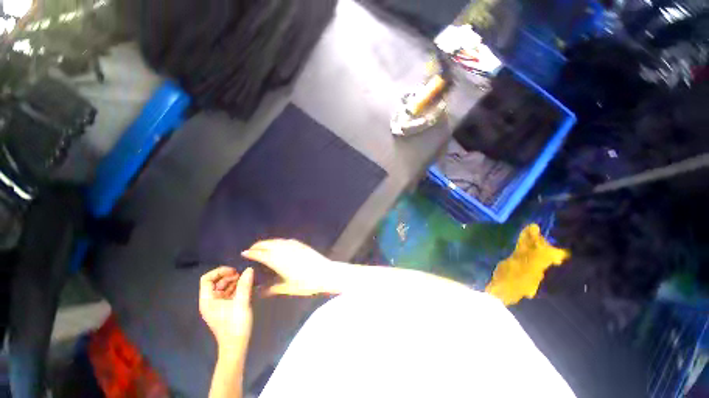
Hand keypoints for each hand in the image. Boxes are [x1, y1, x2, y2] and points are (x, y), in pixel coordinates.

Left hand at [199, 267, 253, 349]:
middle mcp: (210, 302)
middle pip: (215, 282)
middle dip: (228, 276)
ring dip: (234, 282)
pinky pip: (229, 294)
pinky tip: (246, 288)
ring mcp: (217, 306)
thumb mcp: (241, 303)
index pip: (206, 279)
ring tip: (246, 281)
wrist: (236, 346)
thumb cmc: (235, 325)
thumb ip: (244, 285)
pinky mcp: (225, 309)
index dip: (219, 272)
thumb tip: (249, 269)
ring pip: (223, 287)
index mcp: (208, 301)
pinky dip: (236, 288)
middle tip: (242, 276)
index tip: (234, 271)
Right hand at [242, 239, 340, 295]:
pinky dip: (279, 241)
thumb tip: (259, 292)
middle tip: (252, 248)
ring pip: (277, 241)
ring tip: (263, 245)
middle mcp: (285, 250)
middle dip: (259, 245)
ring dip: (268, 242)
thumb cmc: (306, 283)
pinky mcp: (301, 245)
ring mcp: (294, 246)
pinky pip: (286, 240)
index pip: (262, 254)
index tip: (244, 252)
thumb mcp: (288, 288)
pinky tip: (279, 243)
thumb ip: (272, 289)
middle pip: (268, 244)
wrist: (325, 273)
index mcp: (279, 261)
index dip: (252, 253)